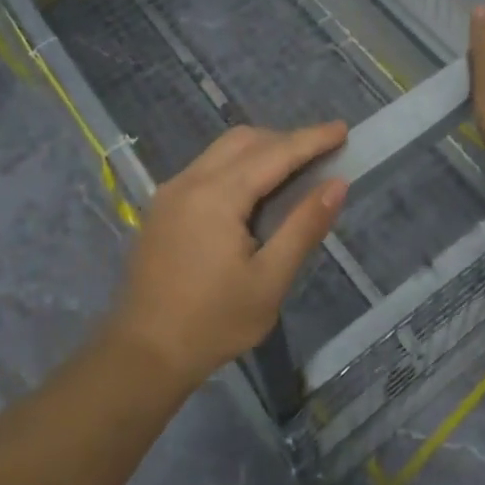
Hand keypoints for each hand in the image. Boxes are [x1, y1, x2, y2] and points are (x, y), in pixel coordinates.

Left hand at [107, 122, 349, 391]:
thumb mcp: (269, 280)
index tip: (342, 129)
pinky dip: (237, 166)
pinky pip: (206, 168)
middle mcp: (190, 181)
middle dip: (285, 140)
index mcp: (217, 196)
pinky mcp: (162, 207)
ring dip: (260, 150)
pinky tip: (254, 192)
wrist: (142, 354)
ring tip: (294, 169)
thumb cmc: (213, 322)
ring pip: (222, 150)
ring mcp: (170, 192)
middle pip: (245, 140)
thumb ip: (303, 227)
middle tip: (322, 154)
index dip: (311, 140)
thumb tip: (336, 184)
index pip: (274, 154)